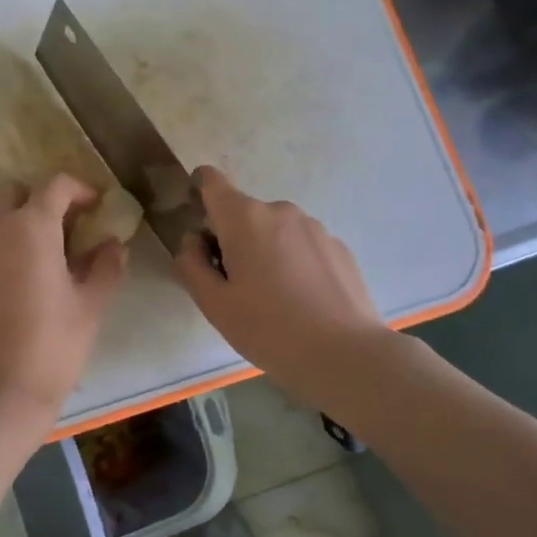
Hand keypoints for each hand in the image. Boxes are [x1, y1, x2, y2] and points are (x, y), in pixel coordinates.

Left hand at [0, 174, 127, 435]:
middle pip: (14, 191)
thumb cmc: (52, 345)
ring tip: (40, 254)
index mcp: (30, 226)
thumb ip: (106, 266)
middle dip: (40, 200)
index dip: (80, 190)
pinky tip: (14, 276)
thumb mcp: (91, 305)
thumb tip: (113, 245)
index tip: (96, 207)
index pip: (55, 185)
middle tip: (65, 228)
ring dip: (15, 219)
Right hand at [175, 165, 390, 391]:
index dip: (198, 194)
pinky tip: (303, 302)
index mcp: (244, 218)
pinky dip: (294, 263)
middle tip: (236, 288)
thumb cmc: (268, 329)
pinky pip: (302, 246)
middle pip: (243, 213)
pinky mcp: (339, 247)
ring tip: (274, 300)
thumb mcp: (213, 304)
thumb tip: (194, 240)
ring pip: (274, 231)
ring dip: (265, 252)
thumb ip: (191, 263)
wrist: (345, 356)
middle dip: (233, 240)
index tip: (201, 232)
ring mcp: (315, 227)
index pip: (211, 180)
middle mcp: (280, 210)